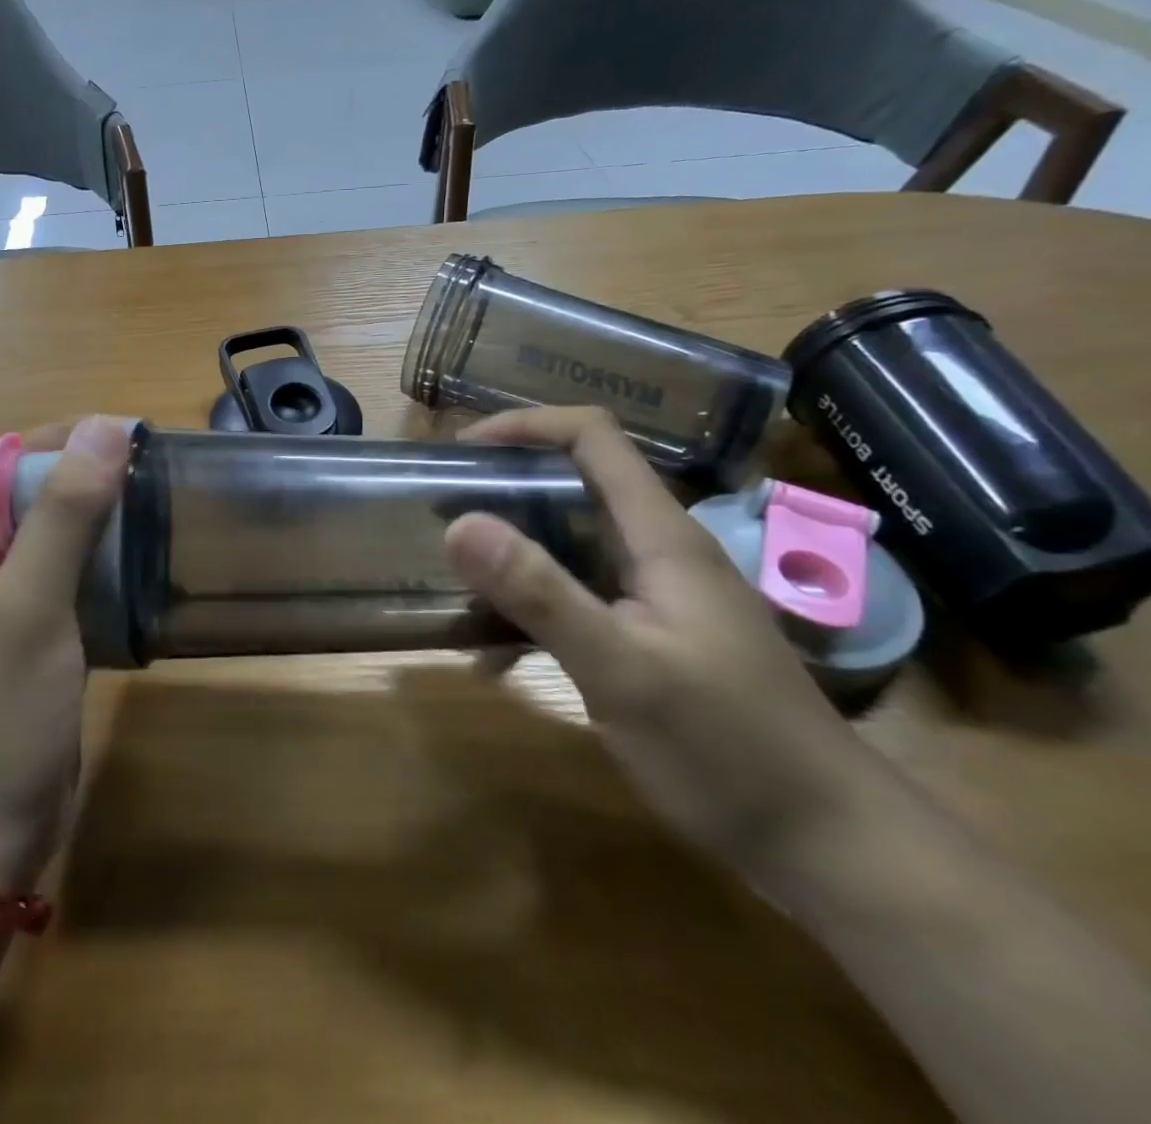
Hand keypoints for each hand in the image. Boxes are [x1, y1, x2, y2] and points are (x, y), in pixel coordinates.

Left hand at [0, 415, 128, 892]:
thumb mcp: (31, 603)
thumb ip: (64, 514)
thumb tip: (105, 427)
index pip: (19, 458)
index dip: (72, 436)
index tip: (136, 436)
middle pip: (47, 497)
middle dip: (99, 475)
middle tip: (165, 475)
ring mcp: (18, 610)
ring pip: (69, 542)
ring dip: (111, 522)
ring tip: (169, 514)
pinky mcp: (46, 646)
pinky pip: (83, 587)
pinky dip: (115, 571)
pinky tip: (153, 575)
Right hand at [444, 407, 891, 878]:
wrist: (830, 847)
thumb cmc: (729, 751)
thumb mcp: (621, 671)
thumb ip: (540, 594)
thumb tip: (458, 525)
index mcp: (661, 537)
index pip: (593, 437)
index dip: (527, 424)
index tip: (462, 450)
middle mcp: (658, 552)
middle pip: (574, 484)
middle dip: (504, 489)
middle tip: (442, 515)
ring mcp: (656, 597)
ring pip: (570, 545)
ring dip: (511, 555)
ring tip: (454, 582)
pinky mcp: (650, 637)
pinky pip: (576, 599)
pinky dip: (531, 611)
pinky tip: (496, 659)